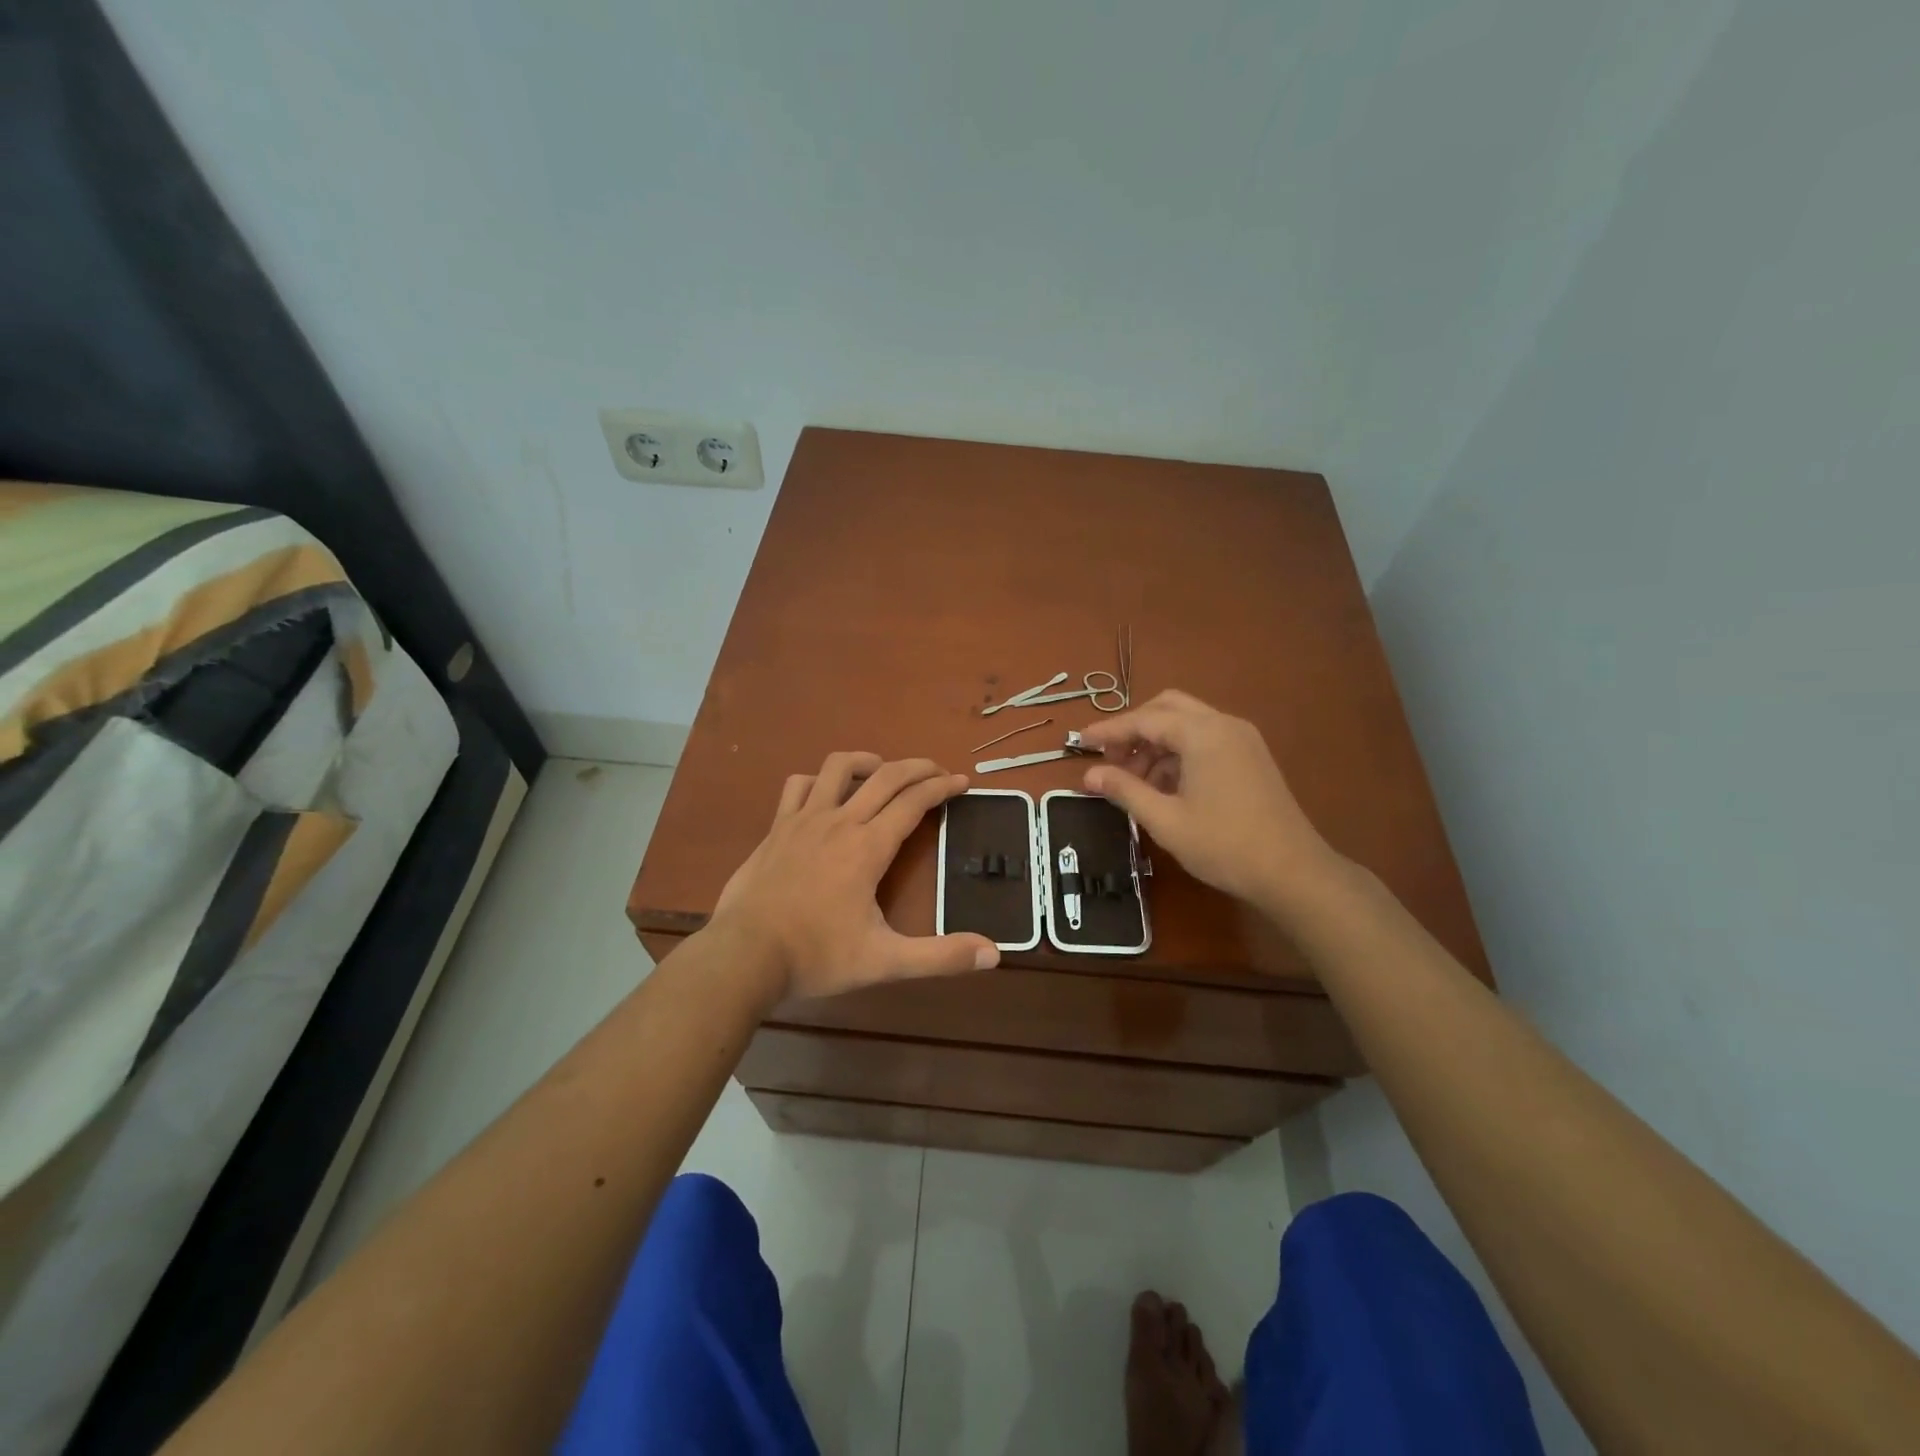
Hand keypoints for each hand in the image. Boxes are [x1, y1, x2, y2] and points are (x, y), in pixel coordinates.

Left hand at [710, 752, 1000, 1001]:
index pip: (914, 802)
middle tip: (937, 771)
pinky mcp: (777, 827)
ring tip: (884, 771)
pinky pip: (799, 785)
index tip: (961, 782)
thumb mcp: (885, 961)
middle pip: (885, 776)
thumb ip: (940, 956)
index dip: (942, 788)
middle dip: (917, 767)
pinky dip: (819, 780)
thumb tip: (993, 954)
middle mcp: (840, 821)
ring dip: (868, 761)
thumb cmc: (817, 956)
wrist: (744, 955)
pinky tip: (826, 793)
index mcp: (869, 847)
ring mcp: (804, 819)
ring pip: (838, 767)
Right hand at [1075, 690, 1344, 911]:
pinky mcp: (1251, 755)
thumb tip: (1089, 774)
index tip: (1079, 743)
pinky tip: (1165, 787)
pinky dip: (1178, 753)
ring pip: (1186, 724)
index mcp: (1202, 733)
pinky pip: (1205, 739)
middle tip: (1110, 760)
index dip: (1108, 731)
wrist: (1293, 872)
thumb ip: (1125, 790)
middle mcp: (1223, 724)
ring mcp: (1242, 738)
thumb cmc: (1224, 845)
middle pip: (1166, 709)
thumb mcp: (1165, 820)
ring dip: (1155, 744)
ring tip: (1135, 783)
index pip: (1144, 719)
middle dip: (1134, 730)